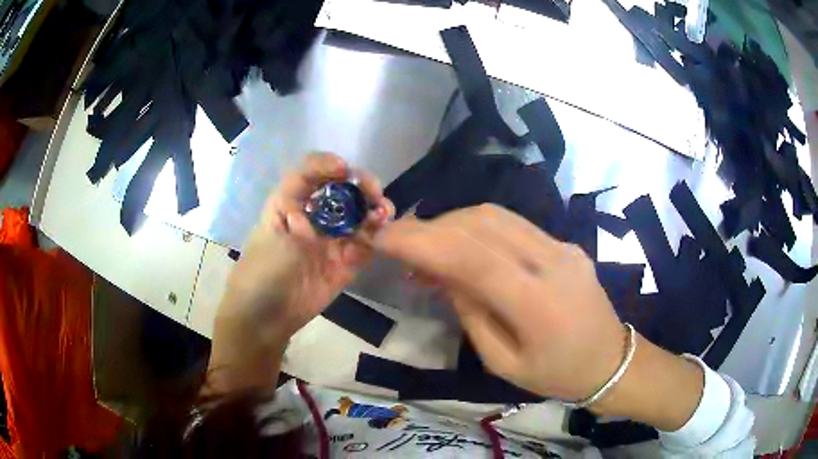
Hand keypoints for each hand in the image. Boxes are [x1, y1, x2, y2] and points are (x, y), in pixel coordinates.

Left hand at [209, 153, 392, 391]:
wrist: (265, 319)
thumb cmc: (260, 274)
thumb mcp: (272, 242)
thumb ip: (301, 227)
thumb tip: (324, 221)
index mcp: (289, 203)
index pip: (309, 173)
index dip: (327, 165)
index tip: (345, 170)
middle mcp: (312, 216)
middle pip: (340, 189)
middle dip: (359, 185)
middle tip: (375, 192)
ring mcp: (330, 239)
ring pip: (357, 215)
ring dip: (373, 210)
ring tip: (384, 213)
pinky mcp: (345, 262)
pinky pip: (365, 243)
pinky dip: (376, 237)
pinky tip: (381, 235)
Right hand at [374, 204, 624, 401]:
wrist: (611, 361)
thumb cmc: (557, 375)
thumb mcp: (503, 362)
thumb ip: (471, 314)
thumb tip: (442, 274)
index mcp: (535, 303)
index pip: (469, 257)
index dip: (419, 242)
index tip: (381, 236)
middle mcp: (550, 261)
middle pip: (479, 225)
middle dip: (430, 227)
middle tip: (398, 242)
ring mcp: (561, 246)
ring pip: (495, 215)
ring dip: (452, 222)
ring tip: (427, 246)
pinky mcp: (564, 242)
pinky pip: (513, 224)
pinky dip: (477, 227)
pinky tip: (463, 245)